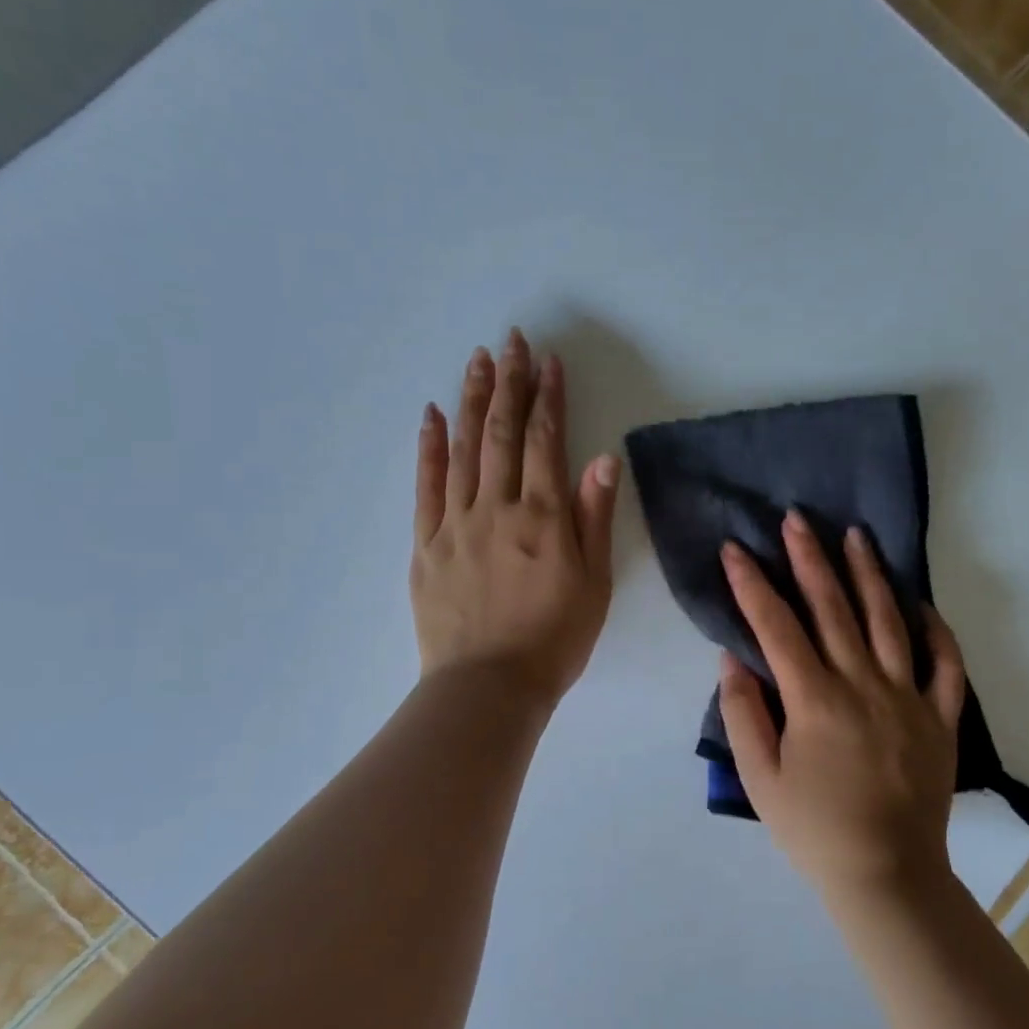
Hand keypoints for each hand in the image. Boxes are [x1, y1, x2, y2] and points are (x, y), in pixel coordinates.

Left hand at [412, 329, 620, 705]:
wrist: (488, 687)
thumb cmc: (554, 640)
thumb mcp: (594, 584)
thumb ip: (593, 518)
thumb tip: (602, 459)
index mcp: (542, 519)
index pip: (545, 442)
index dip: (548, 398)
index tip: (549, 362)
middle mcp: (497, 509)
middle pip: (501, 434)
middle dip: (508, 383)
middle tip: (510, 341)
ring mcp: (455, 524)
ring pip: (463, 450)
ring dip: (470, 401)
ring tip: (477, 361)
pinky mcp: (426, 544)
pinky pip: (426, 485)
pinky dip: (428, 446)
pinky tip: (431, 414)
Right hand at [719, 513, 965, 898]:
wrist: (886, 875)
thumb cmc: (813, 830)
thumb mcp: (760, 778)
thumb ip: (743, 715)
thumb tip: (734, 660)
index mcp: (815, 700)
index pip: (777, 627)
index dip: (752, 585)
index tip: (735, 550)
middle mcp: (863, 685)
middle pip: (833, 609)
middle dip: (810, 559)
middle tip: (797, 518)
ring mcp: (909, 698)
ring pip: (889, 622)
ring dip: (870, 575)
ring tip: (857, 535)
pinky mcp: (941, 718)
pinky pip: (944, 665)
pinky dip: (935, 631)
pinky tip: (921, 604)